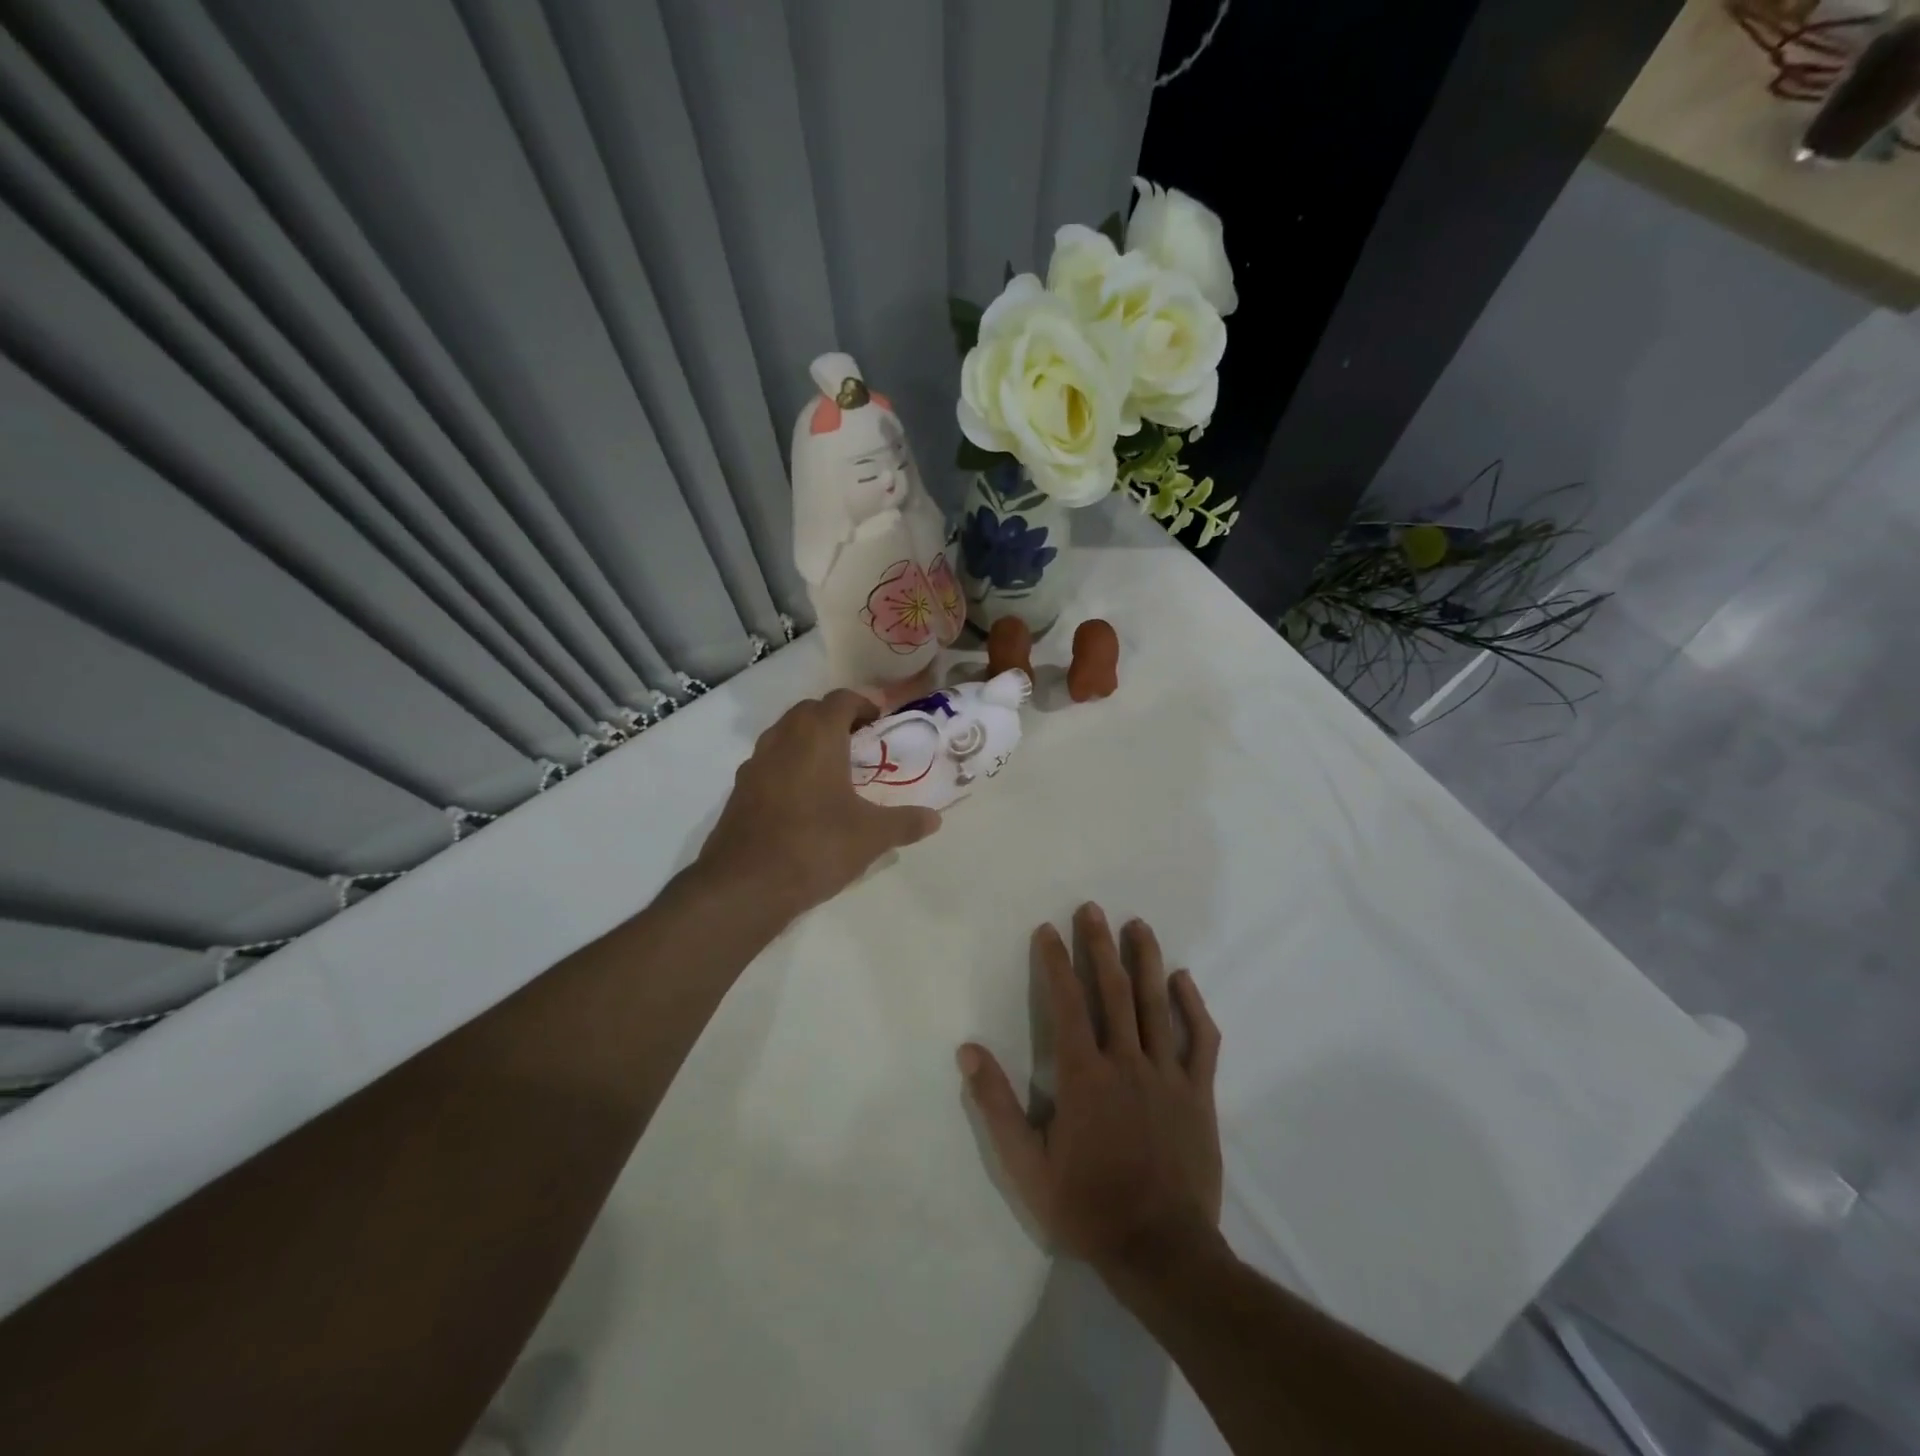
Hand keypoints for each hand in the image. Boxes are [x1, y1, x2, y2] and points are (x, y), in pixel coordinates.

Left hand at [697, 689, 940, 919]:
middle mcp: (782, 739)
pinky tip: (805, 802)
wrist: (745, 885)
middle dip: (835, 720)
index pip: (841, 699)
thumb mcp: (872, 836)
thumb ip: (905, 822)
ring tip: (834, 772)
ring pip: (785, 736)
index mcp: (816, 736)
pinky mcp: (739, 791)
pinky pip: (769, 764)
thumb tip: (934, 819)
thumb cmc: (816, 846)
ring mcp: (754, 764)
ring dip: (809, 742)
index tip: (880, 723)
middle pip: (809, 712)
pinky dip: (789, 768)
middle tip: (860, 746)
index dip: (864, 704)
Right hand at [959, 904, 1223, 1281]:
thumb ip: (997, 1105)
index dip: (1055, 963)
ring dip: (1146, 961)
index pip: (1067, 1003)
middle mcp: (1127, 1062)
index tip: (1047, 931)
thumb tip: (968, 1051)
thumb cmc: (1088, 1206)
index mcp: (1085, 1075)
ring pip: (1157, 1005)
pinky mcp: (1199, 1094)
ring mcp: (1168, 1075)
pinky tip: (1184, 980)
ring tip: (1138, 925)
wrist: (1161, 1252)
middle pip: (1114, 991)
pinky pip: (1201, 1041)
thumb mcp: (1026, 1166)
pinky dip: (1193, 1006)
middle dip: (1100, 946)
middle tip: (1093, 909)